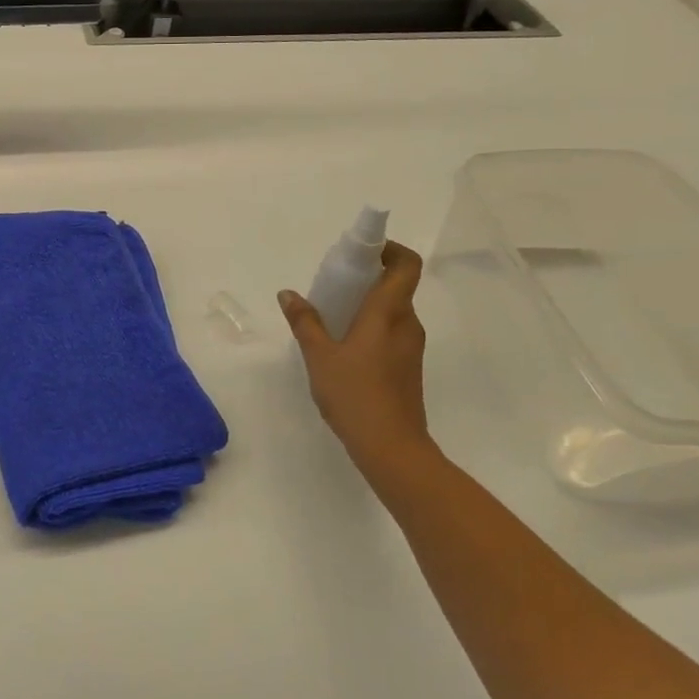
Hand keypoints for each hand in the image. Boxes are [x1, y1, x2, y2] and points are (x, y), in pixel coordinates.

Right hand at [280, 241, 442, 510]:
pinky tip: (345, 347)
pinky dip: (372, 327)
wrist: (391, 448)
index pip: (406, 265)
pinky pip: (392, 332)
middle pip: (397, 286)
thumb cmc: (355, 395)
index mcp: (389, 312)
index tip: (362, 252)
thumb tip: (288, 294)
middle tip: (335, 283)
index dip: (390, 249)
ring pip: (394, 311)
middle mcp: (407, 324)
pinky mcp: (409, 368)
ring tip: (333, 316)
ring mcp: (411, 347)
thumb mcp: (319, 356)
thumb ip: (304, 322)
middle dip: (369, 277)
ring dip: (368, 304)